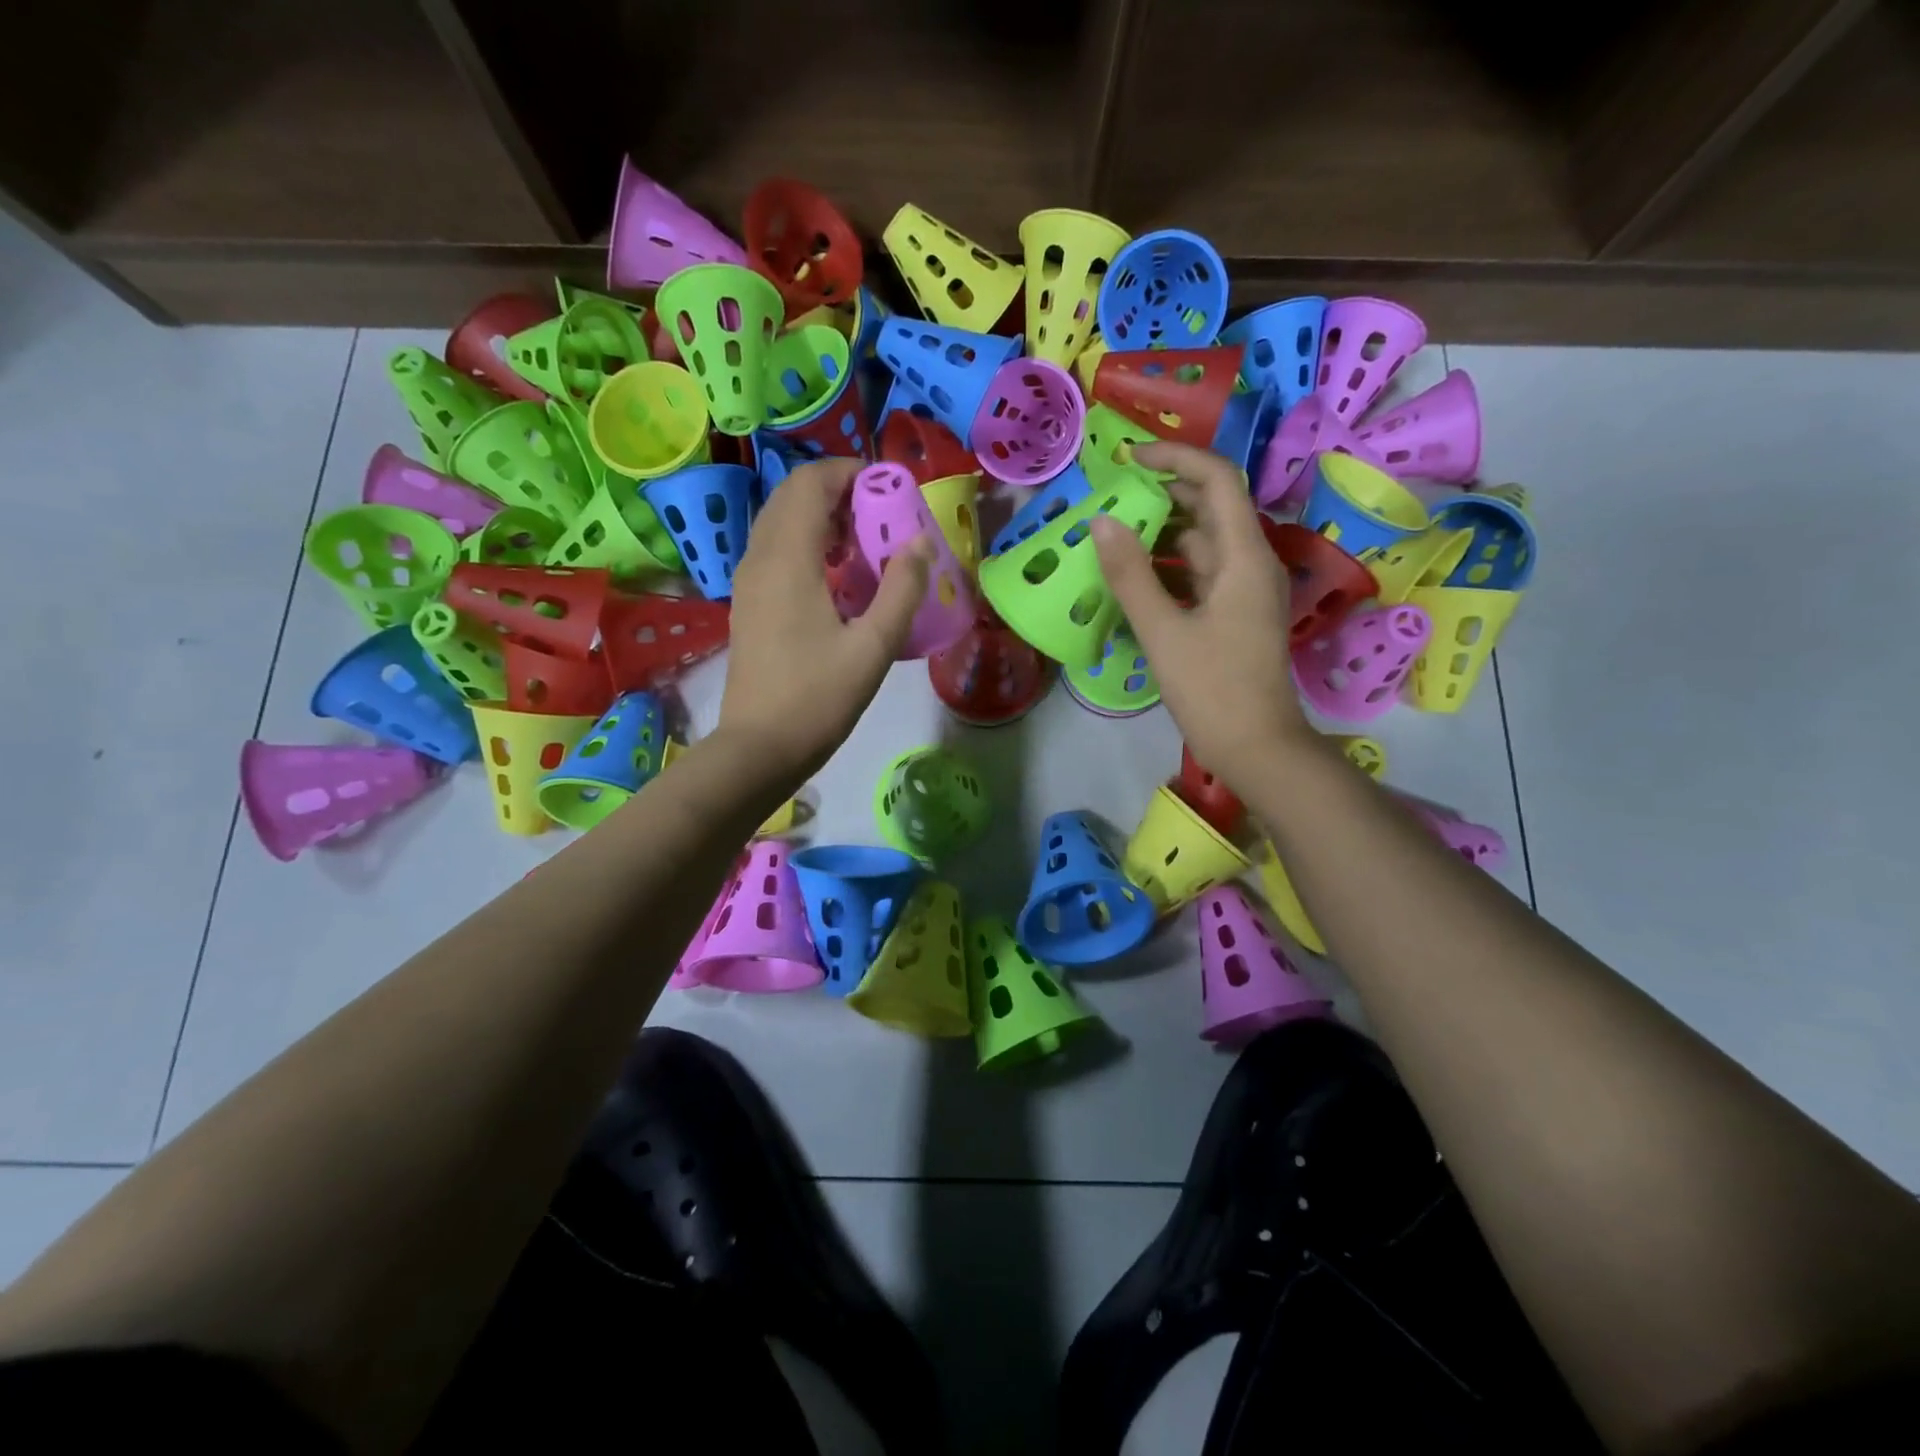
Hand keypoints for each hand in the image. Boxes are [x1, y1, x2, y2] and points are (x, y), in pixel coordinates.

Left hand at [717, 458, 931, 782]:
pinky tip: (836, 577)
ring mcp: (748, 582)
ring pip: (780, 523)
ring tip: (864, 543)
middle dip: (837, 492)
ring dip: (821, 517)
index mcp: (787, 559)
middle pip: (792, 497)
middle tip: (880, 514)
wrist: (760, 747)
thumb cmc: (818, 697)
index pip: (810, 484)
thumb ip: (901, 590)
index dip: (849, 473)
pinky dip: (806, 543)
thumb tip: (920, 542)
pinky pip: (775, 550)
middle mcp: (760, 558)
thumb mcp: (873, 646)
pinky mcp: (749, 604)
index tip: (888, 488)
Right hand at [1092, 442, 1312, 790]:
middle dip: (1164, 494)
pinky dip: (1168, 567)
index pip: (1218, 481)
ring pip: (1202, 544)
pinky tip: (1132, 575)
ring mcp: (1242, 591)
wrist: (1256, 748)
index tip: (1131, 458)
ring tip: (1112, 531)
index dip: (1177, 459)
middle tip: (1112, 495)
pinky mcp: (1231, 615)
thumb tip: (1101, 522)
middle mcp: (1249, 564)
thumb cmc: (1213, 690)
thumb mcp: (1164, 631)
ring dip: (1161, 533)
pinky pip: (1198, 575)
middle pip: (1210, 509)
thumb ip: (1131, 576)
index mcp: (1244, 557)